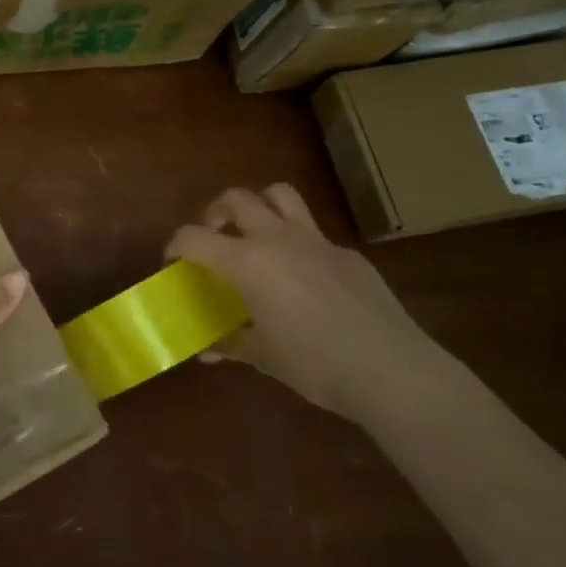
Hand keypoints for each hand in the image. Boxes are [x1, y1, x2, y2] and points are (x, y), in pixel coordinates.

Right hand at [167, 184, 446, 420]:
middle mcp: (278, 239)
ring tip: (255, 235)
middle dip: (216, 212)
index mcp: (248, 262)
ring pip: (280, 196)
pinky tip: (305, 281)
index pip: (195, 237)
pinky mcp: (348, 254)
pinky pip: (313, 234)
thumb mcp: (264, 357)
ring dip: (260, 206)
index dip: (175, 245)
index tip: (173, 262)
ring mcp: (317, 241)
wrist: (392, 371)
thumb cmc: (316, 364)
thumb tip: (207, 350)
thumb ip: (231, 344)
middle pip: (237, 199)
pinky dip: (297, 244)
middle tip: (214, 237)